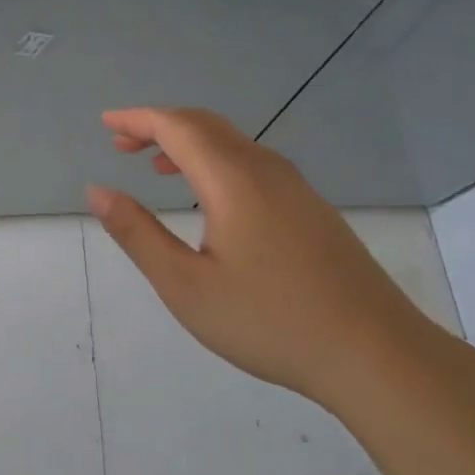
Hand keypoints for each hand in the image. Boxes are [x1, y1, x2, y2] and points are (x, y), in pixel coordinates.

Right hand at [86, 107, 444, 405]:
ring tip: (155, 166)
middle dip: (159, 126)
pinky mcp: (312, 208)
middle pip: (205, 125)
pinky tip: (209, 197)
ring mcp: (296, 187)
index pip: (177, 126)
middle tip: (121, 143)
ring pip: (232, 143)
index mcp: (233, 180)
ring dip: (188, 143)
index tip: (106, 123)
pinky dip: (215, 161)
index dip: (138, 119)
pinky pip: (252, 163)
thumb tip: (97, 191)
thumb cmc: (270, 321)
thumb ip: (137, 233)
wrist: (376, 354)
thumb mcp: (186, 285)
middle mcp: (266, 169)